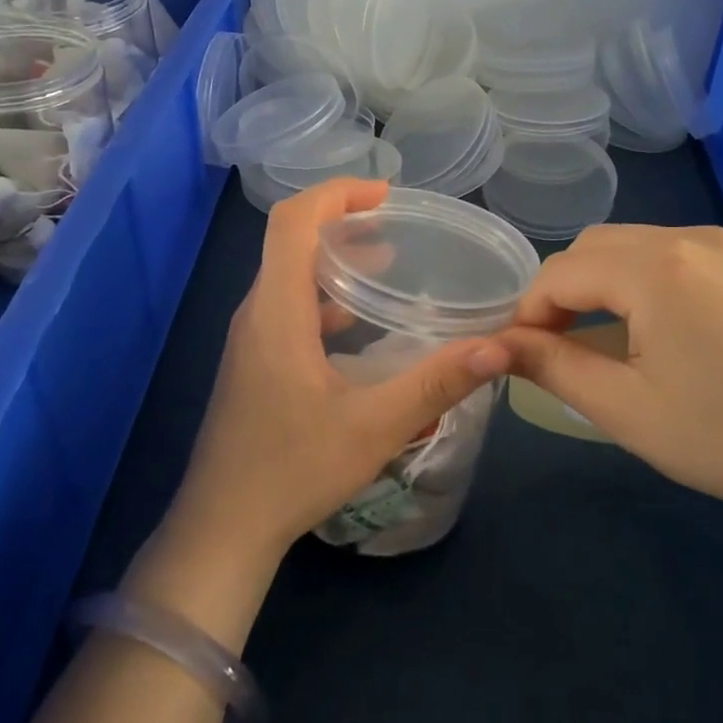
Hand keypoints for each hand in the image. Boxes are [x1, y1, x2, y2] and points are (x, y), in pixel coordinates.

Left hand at [167, 180, 512, 567]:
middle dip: (342, 221)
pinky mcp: (254, 363)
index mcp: (277, 311)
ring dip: (334, 259)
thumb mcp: (374, 427)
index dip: (337, 194)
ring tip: (387, 262)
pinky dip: (324, 296)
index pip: (293, 220)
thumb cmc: (293, 471)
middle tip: (397, 225)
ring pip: (289, 275)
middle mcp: (257, 313)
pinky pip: (288, 307)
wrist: (223, 528)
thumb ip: (436, 384)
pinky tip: (357, 325)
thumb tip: (498, 346)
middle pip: (291, 240)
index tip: (385, 195)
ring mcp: (251, 340)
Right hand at [499, 226, 722, 548]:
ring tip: (629, 343)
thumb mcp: (625, 409)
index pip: (561, 271)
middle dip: (570, 289)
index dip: (529, 311)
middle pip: (603, 247)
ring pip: (653, 249)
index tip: (522, 353)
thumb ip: (552, 365)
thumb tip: (497, 345)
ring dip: (619, 284)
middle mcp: (699, 240)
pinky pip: (704, 262)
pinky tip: (695, 341)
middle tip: (567, 344)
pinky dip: (672, 286)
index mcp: (655, 267)